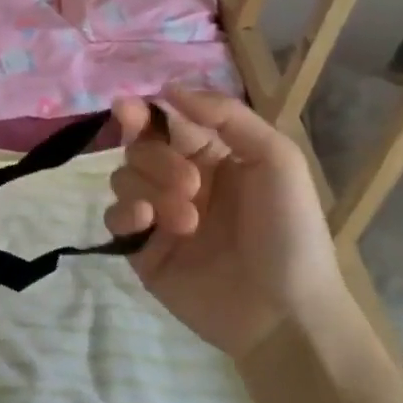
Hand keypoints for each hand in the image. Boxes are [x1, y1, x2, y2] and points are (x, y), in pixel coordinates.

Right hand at [105, 88, 347, 362]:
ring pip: (123, 178)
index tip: (128, 109)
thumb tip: (168, 88)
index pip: (164, 121)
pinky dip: (124, 212)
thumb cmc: (290, 231)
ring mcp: (159, 216)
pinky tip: (146, 221)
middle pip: (140, 148)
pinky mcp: (143, 251)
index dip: (142, 112)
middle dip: (158, 160)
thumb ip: (226, 115)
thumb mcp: (277, 159)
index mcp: (211, 155)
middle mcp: (180, 180)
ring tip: (187, 220)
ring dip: (149, 189)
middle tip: (193, 186)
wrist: (288, 315)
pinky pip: (113, 218)